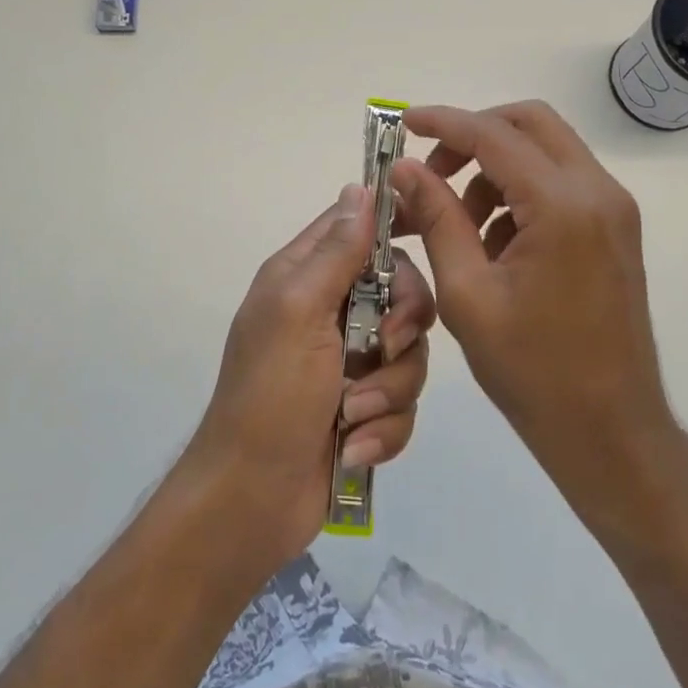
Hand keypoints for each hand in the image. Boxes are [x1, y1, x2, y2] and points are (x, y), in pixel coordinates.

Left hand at [185, 184, 433, 563]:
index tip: (434, 233)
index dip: (397, 225)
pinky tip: (353, 447)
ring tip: (352, 416)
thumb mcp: (298, 311)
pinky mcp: (366, 408)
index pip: (359, 227)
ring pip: (410, 353)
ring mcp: (351, 361)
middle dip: (403, 325)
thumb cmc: (270, 396)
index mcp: (306, 276)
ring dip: (388, 389)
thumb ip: (335, 252)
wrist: (253, 500)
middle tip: (385, 348)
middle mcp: (331, 311)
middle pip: (402, 290)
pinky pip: (403, 403)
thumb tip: (361, 188)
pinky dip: (384, 428)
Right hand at [392, 101, 672, 535]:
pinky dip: (520, 193)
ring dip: (495, 169)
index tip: (403, 124)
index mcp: (562, 206)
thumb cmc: (533, 371)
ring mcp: (613, 209)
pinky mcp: (614, 228)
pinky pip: (560, 183)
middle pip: (529, 123)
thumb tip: (405, 169)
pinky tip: (494, 245)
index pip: (493, 135)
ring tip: (459, 225)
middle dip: (474, 135)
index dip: (443, 122)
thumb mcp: (468, 294)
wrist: (611, 432)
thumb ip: (436, 219)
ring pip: (545, 150)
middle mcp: (597, 192)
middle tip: (433, 173)